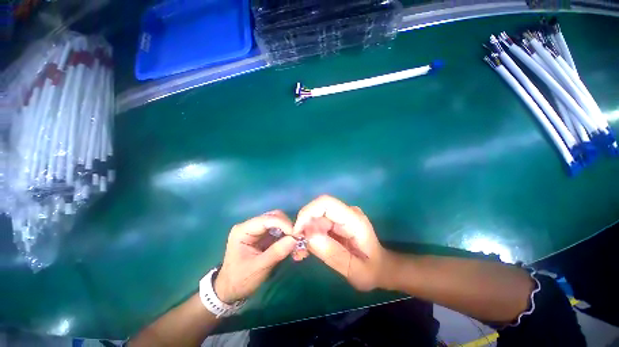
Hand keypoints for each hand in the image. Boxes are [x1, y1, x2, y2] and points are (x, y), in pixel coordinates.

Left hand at [214, 211, 296, 302]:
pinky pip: (278, 229)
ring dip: (288, 230)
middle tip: (297, 238)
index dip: (283, 224)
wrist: (230, 290)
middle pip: (273, 216)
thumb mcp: (258, 268)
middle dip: (287, 225)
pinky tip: (291, 243)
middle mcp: (250, 225)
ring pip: (278, 221)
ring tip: (296, 241)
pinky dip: (286, 235)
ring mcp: (257, 230)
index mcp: (243, 230)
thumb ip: (276, 252)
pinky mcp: (263, 235)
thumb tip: (295, 239)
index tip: (296, 234)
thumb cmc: (240, 280)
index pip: (267, 219)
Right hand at [293, 195, 388, 291]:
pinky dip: (309, 235)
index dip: (308, 213)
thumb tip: (308, 235)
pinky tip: (306, 250)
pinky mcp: (336, 222)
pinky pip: (317, 223)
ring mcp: (341, 216)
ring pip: (315, 216)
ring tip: (301, 254)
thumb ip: (333, 254)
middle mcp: (346, 212)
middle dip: (304, 226)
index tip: (297, 233)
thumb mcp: (355, 271)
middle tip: (297, 248)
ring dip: (304, 232)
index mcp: (354, 220)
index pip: (326, 203)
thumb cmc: (372, 270)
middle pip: (317, 209)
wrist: (380, 267)